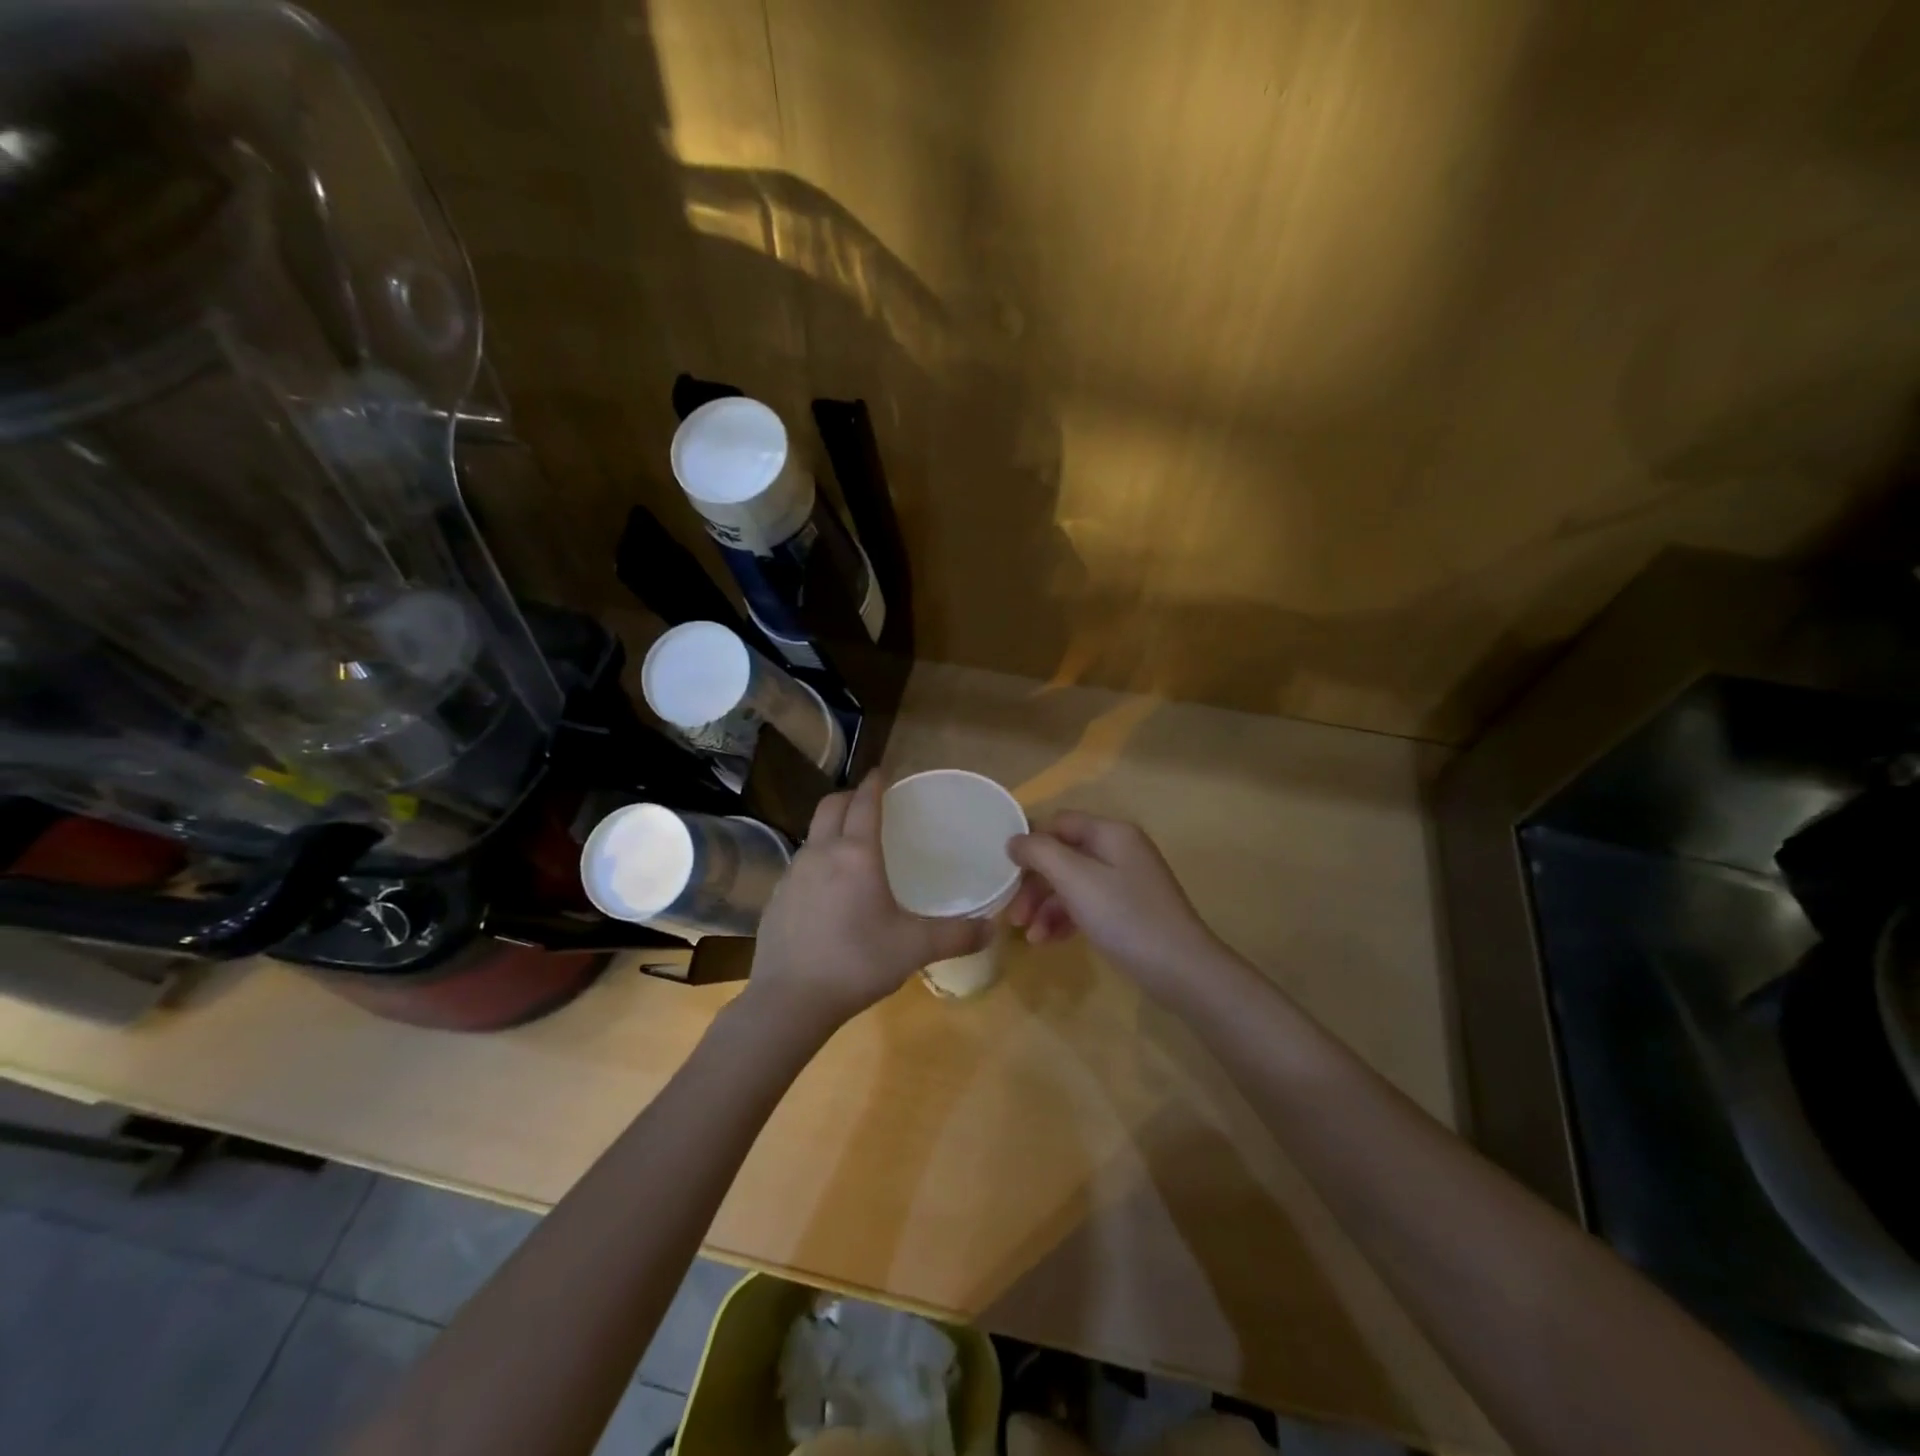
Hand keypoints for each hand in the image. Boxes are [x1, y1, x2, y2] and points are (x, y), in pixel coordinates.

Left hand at [748, 775, 990, 1028]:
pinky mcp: (774, 899)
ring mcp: (792, 875)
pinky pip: (799, 865)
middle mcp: (821, 854)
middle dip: (848, 797)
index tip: (881, 772)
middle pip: (830, 807)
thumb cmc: (857, 962)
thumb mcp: (914, 948)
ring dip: (830, 829)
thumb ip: (956, 936)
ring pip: (812, 835)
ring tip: (849, 846)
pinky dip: (816, 861)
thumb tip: (992, 929)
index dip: (874, 784)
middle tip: (867, 802)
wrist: (789, 999)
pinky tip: (826, 891)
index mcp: (856, 855)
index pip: (864, 803)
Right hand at [1007, 812, 1220, 996]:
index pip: (1058, 823)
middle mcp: (1120, 849)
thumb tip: (1015, 840)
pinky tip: (1050, 941)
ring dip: (1046, 906)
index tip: (1005, 875)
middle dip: (1034, 884)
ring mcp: (1126, 881)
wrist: (1181, 970)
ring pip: (1072, 883)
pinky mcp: (1129, 910)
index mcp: (1111, 832)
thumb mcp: (1075, 879)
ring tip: (1030, 938)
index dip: (1030, 844)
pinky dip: (1066, 919)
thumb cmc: (1125, 917)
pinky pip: (1087, 904)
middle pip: (1063, 855)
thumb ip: (1040, 853)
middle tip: (1014, 916)